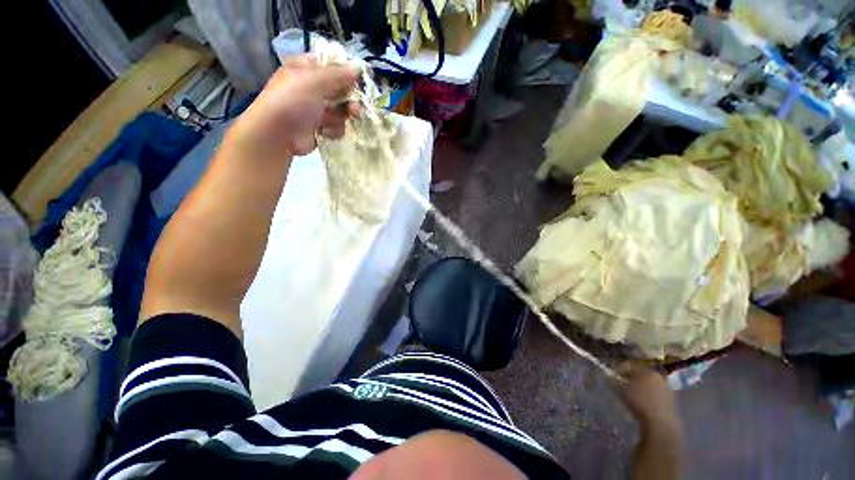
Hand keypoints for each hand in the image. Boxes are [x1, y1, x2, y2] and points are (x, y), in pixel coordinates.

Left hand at [230, 54, 360, 157]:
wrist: (277, 134)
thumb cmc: (293, 101)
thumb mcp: (314, 80)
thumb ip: (338, 74)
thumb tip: (357, 69)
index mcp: (306, 69)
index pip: (331, 65)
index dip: (346, 73)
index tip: (358, 81)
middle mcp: (312, 88)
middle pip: (340, 90)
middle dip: (349, 100)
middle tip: (355, 109)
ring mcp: (316, 109)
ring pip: (340, 111)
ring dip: (342, 117)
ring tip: (337, 122)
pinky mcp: (319, 128)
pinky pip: (336, 127)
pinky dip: (333, 130)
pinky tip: (325, 132)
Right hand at [616, 368, 680, 427]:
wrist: (660, 421)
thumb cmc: (638, 401)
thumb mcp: (620, 389)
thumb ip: (614, 380)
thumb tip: (610, 376)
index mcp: (645, 369)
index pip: (630, 366)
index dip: (621, 371)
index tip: (615, 377)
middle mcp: (657, 375)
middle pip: (642, 374)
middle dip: (633, 379)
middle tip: (625, 385)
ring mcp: (667, 387)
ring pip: (650, 384)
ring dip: (643, 387)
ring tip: (635, 395)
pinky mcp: (672, 399)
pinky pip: (657, 393)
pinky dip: (650, 395)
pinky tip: (645, 402)